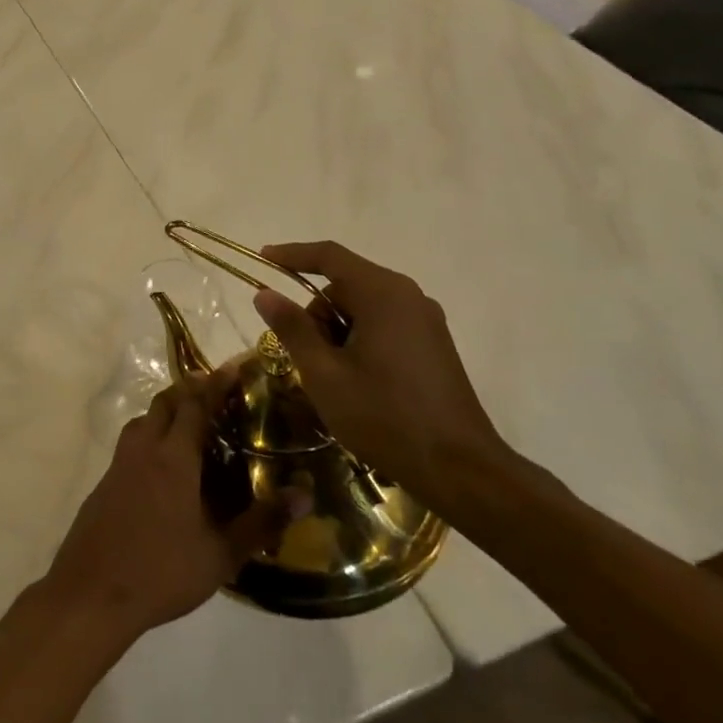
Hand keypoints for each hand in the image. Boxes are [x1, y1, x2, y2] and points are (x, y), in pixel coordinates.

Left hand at [40, 374, 279, 640]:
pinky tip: (165, 464)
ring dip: (167, 411)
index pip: (196, 405)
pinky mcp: (105, 482)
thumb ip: (261, 522)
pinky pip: (132, 443)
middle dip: (190, 390)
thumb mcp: (221, 554)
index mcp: (173, 458)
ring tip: (193, 424)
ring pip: (143, 421)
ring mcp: (119, 465)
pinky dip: (151, 436)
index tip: (235, 366)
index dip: (216, 383)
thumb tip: (304, 494)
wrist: (91, 593)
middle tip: (218, 391)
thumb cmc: (161, 572)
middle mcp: (143, 450)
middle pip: (165, 403)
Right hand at [253, 240, 510, 515]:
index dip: (292, 254)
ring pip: (364, 308)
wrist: (459, 468)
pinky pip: (384, 325)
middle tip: (303, 355)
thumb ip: (292, 328)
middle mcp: (409, 297)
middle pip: (346, 285)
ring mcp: (426, 321)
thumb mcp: (324, 374)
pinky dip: (359, 340)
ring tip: (330, 377)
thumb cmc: (384, 416)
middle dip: (316, 312)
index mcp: (383, 294)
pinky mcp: (434, 345)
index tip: (262, 259)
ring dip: (337, 331)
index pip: (329, 256)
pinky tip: (355, 381)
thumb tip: (265, 293)